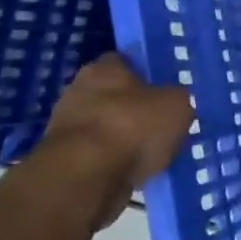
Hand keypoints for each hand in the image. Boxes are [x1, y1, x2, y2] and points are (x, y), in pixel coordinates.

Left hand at [34, 55, 193, 229]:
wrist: (86, 177)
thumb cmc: (133, 127)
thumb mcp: (178, 106)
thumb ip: (178, 99)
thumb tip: (175, 102)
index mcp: (104, 68)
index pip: (126, 62)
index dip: (147, 75)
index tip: (165, 91)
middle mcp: (78, 90)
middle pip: (112, 95)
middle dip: (133, 109)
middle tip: (160, 124)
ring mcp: (65, 126)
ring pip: (104, 127)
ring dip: (122, 138)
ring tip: (151, 153)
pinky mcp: (62, 160)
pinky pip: (97, 155)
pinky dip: (113, 162)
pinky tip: (134, 172)